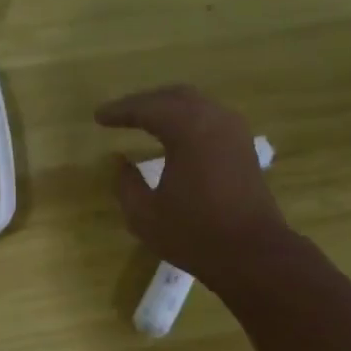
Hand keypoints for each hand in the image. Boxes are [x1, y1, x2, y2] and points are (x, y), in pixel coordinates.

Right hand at [96, 85, 290, 289]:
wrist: (252, 254)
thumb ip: (126, 184)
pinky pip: (210, 119)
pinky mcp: (243, 147)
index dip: (120, 111)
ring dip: (168, 109)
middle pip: (174, 97)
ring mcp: (234, 131)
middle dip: (144, 103)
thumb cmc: (194, 235)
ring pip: (195, 105)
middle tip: (119, 115)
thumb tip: (120, 162)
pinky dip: (187, 120)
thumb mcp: (145, 215)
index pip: (147, 108)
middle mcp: (214, 118)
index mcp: (188, 129)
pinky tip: (175, 136)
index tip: (98, 117)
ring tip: (144, 121)